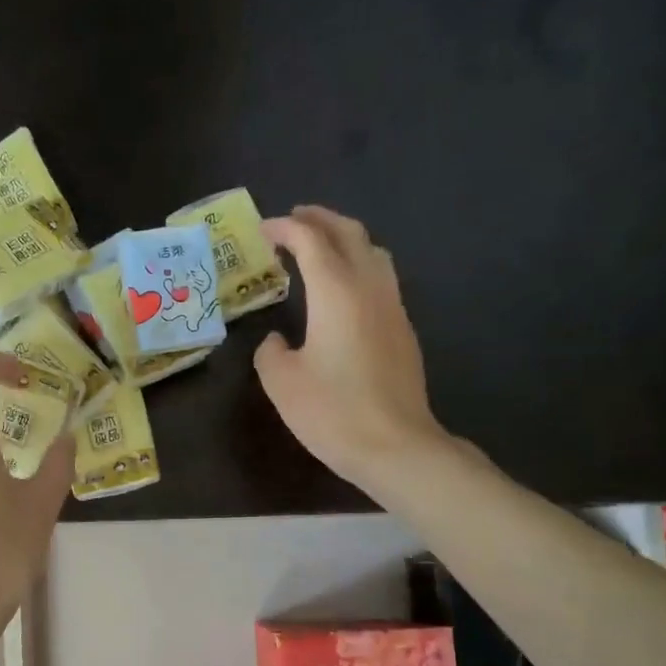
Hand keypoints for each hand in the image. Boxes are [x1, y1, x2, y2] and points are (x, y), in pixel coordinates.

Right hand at [254, 206, 455, 501]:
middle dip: (320, 220)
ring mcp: (392, 308)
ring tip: (320, 245)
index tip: (262, 230)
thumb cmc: (332, 411)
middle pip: (349, 234)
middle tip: (293, 219)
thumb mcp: (282, 382)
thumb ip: (271, 352)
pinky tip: (343, 288)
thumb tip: (278, 341)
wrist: (395, 446)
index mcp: (336, 292)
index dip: (285, 228)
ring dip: (344, 239)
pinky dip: (358, 265)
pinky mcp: (403, 330)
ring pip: (373, 252)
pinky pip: (381, 278)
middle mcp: (370, 288)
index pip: (311, 241)